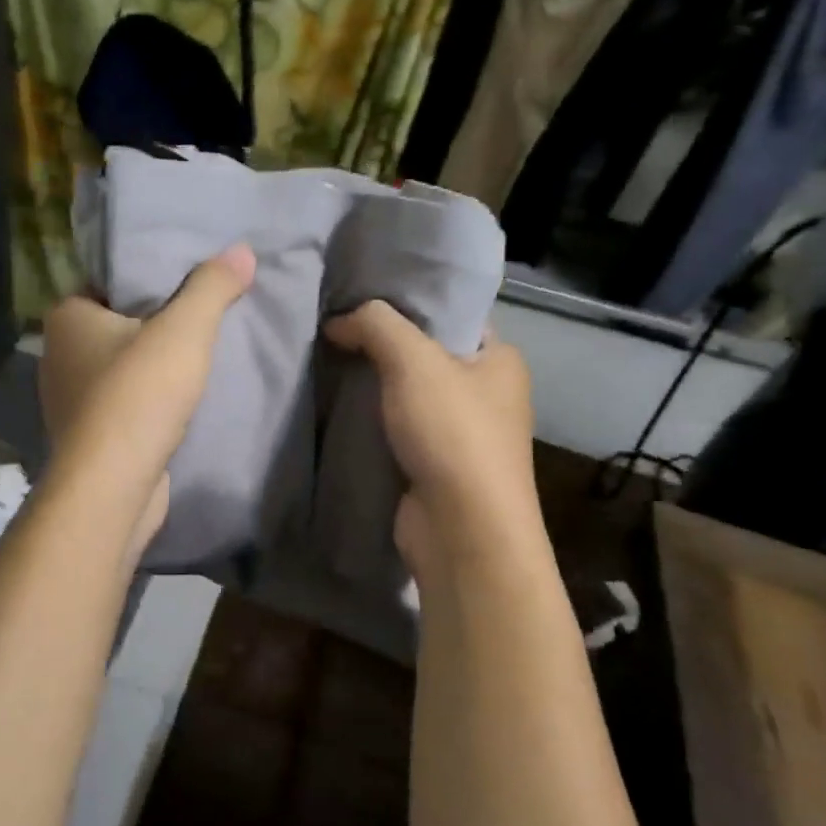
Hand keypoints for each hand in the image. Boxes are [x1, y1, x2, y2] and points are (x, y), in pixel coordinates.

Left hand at [38, 245, 255, 550]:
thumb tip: (242, 250)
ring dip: (151, 366)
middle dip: (155, 323)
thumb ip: (212, 287)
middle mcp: (58, 355)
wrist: (112, 487)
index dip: (149, 279)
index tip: (188, 280)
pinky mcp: (87, 437)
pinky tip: (177, 401)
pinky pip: (121, 403)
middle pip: (117, 325)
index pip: (109, 283)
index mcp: (66, 317)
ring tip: (196, 356)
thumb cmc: (138, 395)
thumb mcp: (184, 330)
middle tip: (200, 315)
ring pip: (119, 367)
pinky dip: (145, 400)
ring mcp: (69, 400)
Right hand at [324, 301, 535, 576]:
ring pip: (406, 395)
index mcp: (500, 360)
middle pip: (424, 355)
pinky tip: (335, 407)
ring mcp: (461, 435)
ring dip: (371, 386)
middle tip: (333, 328)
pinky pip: (396, 430)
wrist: (461, 530)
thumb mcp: (414, 360)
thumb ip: (375, 324)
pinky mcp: (434, 467)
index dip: (408, 303)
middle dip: (380, 345)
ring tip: (325, 362)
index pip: (452, 316)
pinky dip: (370, 421)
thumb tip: (338, 320)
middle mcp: (486, 394)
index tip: (360, 295)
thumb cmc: (452, 433)